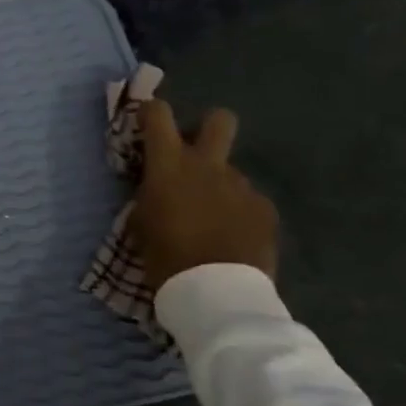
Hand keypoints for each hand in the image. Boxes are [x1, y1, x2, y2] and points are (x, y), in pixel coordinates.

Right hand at [130, 100, 278, 292]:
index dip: (151, 112)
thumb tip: (156, 188)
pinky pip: (247, 202)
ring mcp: (242, 186)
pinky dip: (238, 214)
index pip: (157, 114)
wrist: (216, 293)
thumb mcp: (140, 222)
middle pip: (219, 120)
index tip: (145, 124)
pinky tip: (232, 238)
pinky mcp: (265, 210)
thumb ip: (148, 195)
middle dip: (208, 126)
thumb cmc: (164, 255)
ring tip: (211, 220)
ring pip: (230, 172)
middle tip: (195, 152)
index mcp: (169, 164)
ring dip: (219, 187)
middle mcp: (208, 165)